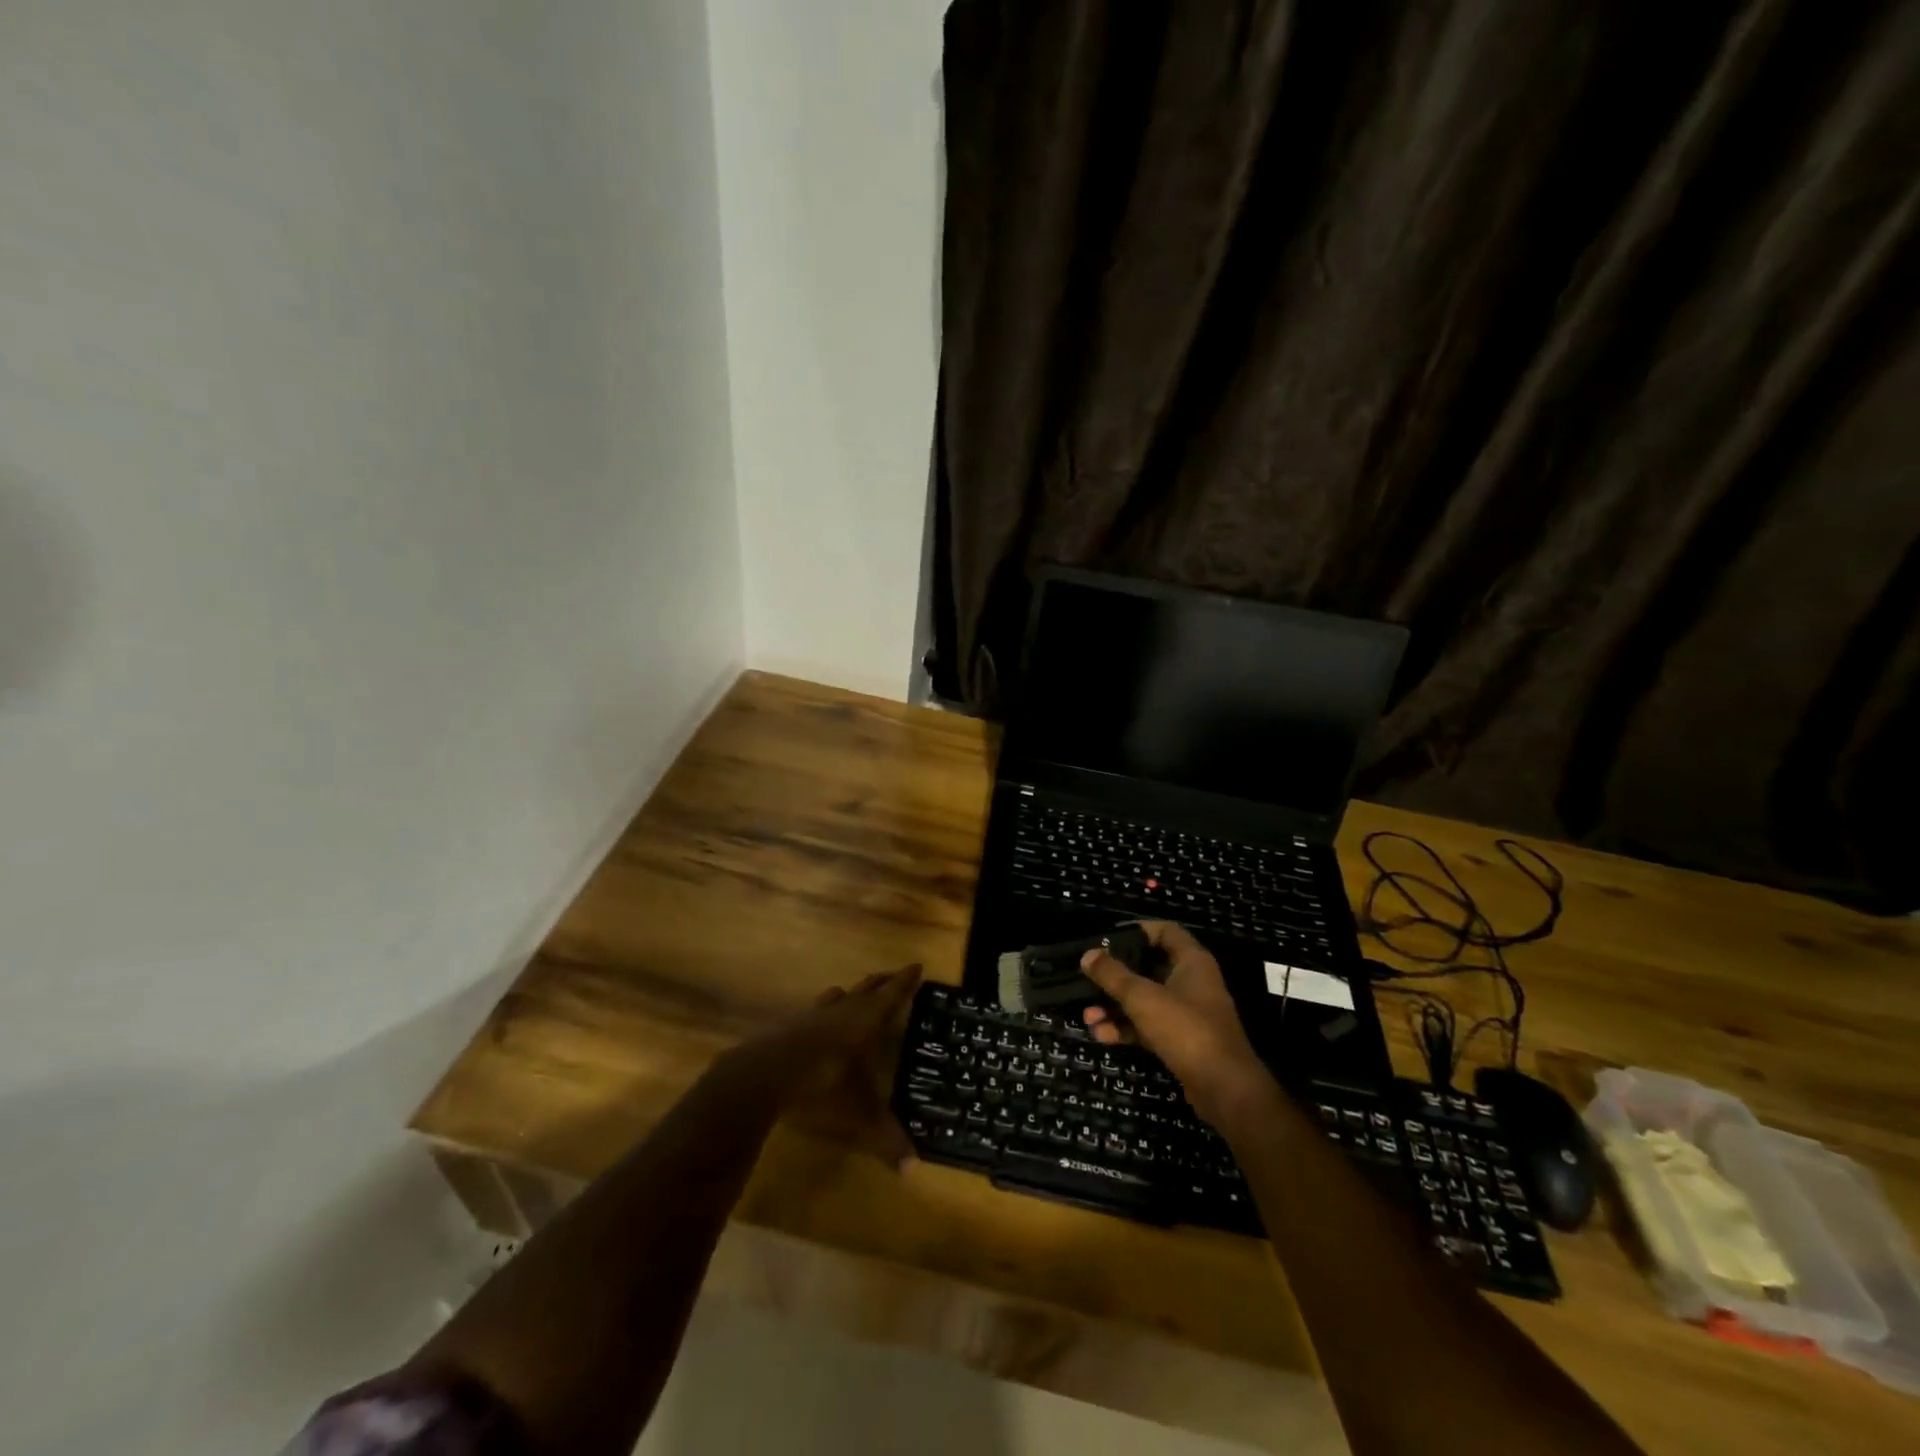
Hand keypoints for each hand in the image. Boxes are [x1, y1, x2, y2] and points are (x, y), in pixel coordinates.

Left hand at [726, 964, 922, 1167]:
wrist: (761, 1076)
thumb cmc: (821, 1085)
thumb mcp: (859, 1114)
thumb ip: (885, 1136)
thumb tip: (913, 1168)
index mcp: (865, 1021)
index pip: (892, 994)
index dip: (905, 980)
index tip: (917, 965)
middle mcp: (841, 1010)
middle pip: (866, 988)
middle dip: (882, 982)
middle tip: (894, 977)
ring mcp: (811, 1015)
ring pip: (836, 996)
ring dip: (849, 994)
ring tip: (854, 996)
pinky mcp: (787, 1026)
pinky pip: (812, 1012)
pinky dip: (823, 1013)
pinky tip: (818, 1025)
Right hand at [1080, 923, 1277, 1130]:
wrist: (1224, 1089)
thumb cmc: (1185, 1029)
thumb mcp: (1142, 997)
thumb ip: (1113, 975)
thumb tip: (1088, 955)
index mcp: (1191, 961)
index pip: (1165, 931)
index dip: (1137, 930)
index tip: (1107, 939)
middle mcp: (1191, 982)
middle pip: (1148, 967)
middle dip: (1116, 977)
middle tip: (1089, 980)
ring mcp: (1187, 1013)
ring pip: (1145, 1000)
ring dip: (1115, 1007)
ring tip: (1088, 1018)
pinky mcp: (1181, 1040)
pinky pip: (1148, 1025)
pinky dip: (1126, 1028)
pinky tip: (1101, 1036)